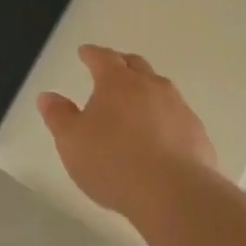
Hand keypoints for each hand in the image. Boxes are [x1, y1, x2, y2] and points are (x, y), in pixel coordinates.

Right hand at [38, 45, 215, 213]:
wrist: (173, 192)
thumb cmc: (112, 162)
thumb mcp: (71, 141)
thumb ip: (58, 116)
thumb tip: (48, 96)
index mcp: (117, 82)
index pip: (103, 58)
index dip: (91, 54)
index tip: (84, 52)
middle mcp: (151, 86)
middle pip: (136, 65)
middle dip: (121, 63)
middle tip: (112, 69)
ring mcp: (178, 108)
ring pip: (160, 88)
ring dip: (146, 90)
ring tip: (136, 103)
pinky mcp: (197, 133)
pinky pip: (177, 116)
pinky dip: (165, 118)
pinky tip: (160, 136)